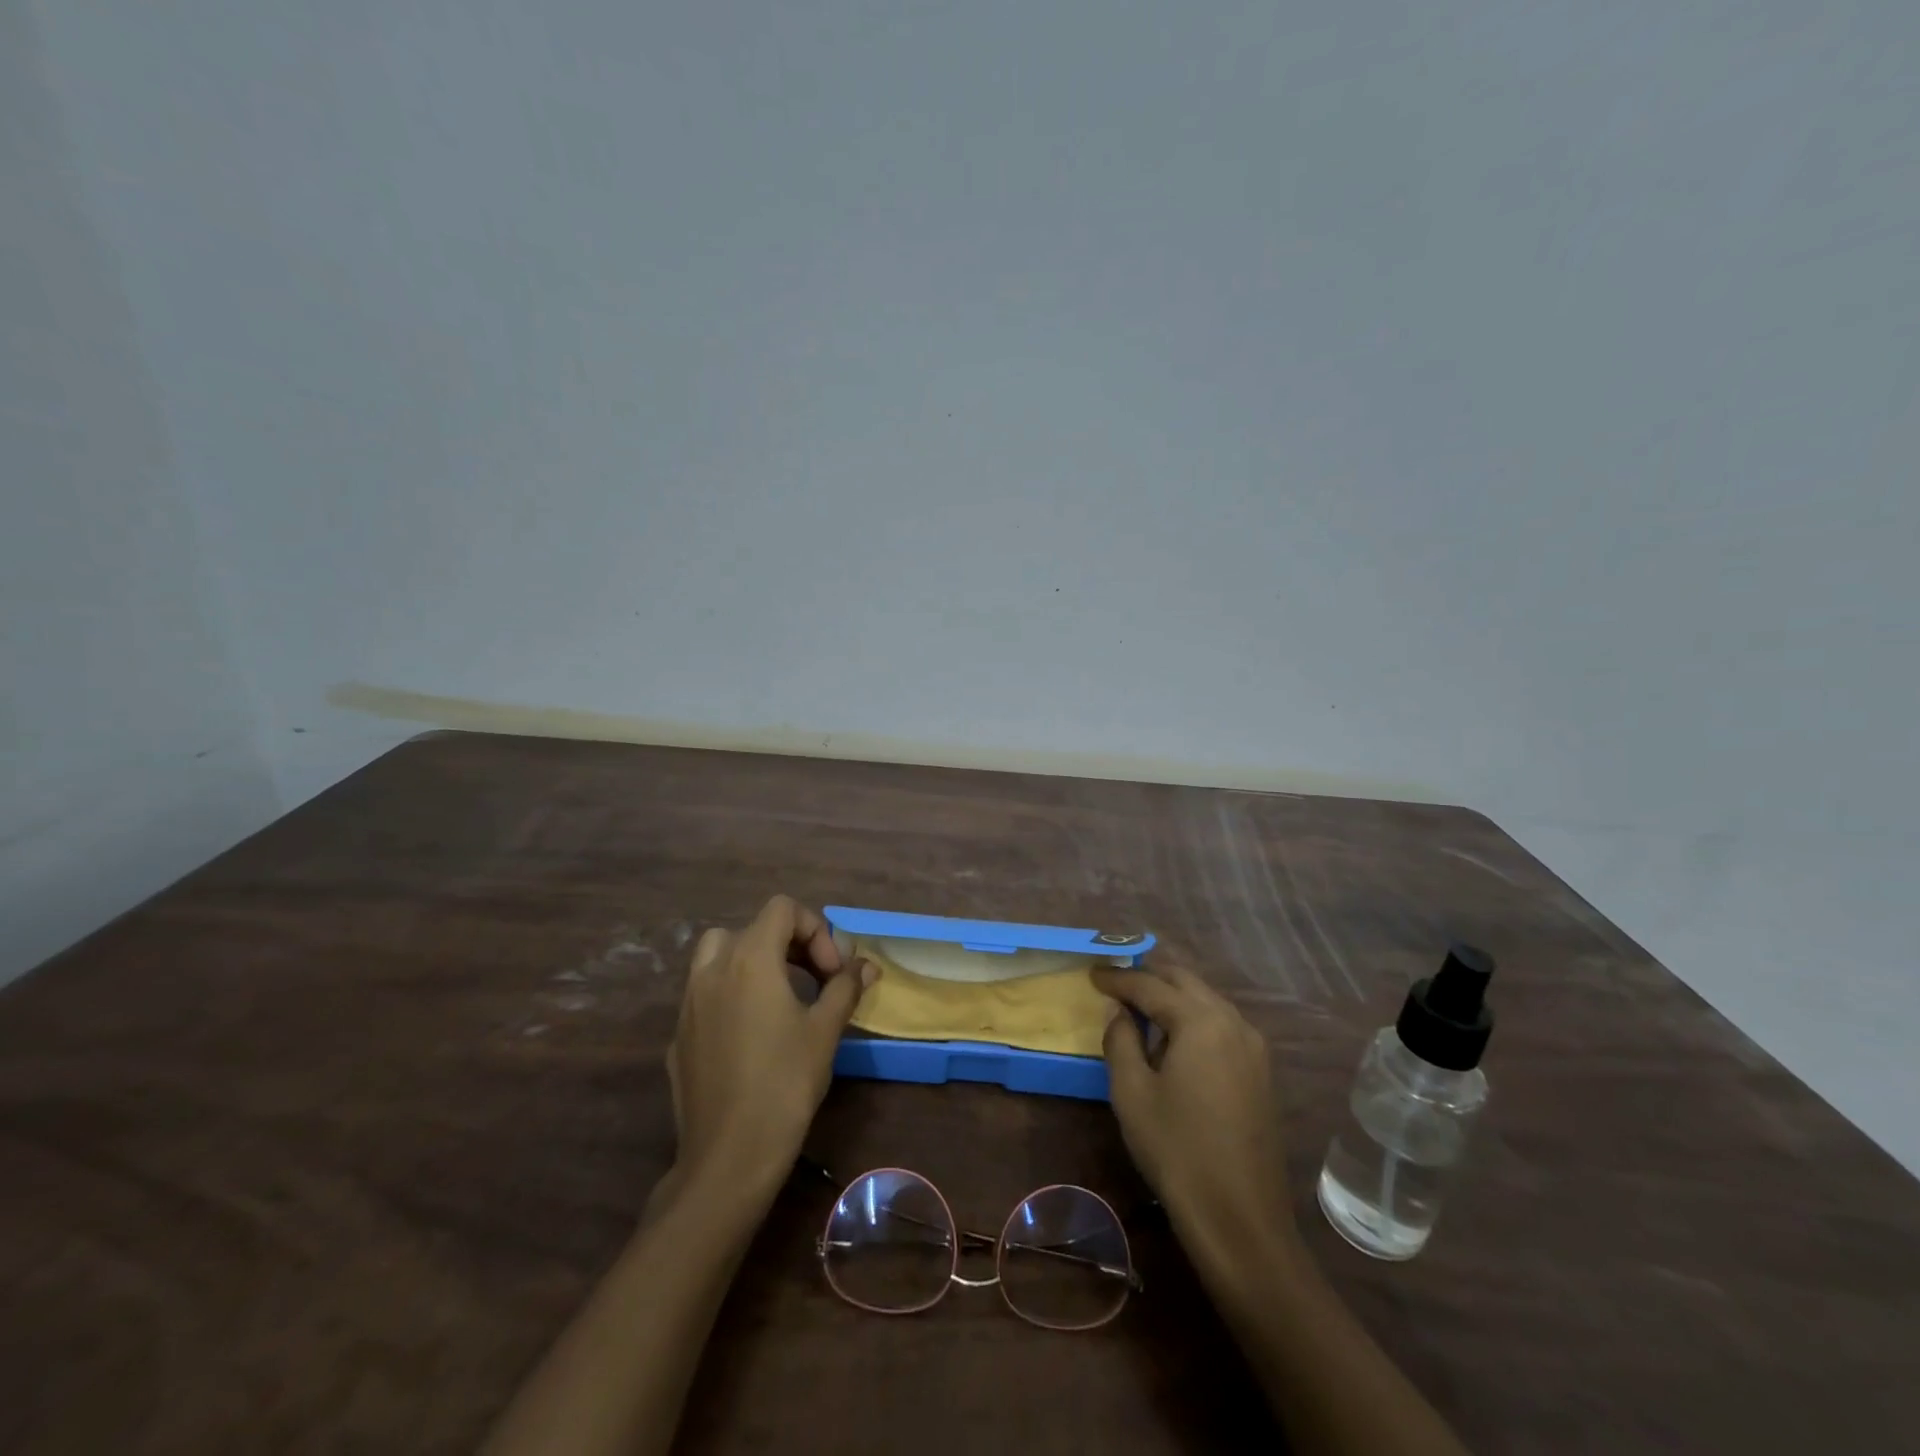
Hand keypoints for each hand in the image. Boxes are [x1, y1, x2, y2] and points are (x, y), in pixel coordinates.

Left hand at [663, 896, 872, 1204]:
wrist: (729, 1156)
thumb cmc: (785, 1083)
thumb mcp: (825, 1030)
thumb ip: (844, 987)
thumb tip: (866, 965)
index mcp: (750, 959)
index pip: (783, 909)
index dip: (815, 930)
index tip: (832, 972)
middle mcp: (712, 970)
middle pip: (752, 928)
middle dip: (789, 944)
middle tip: (816, 979)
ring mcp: (689, 1003)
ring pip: (719, 955)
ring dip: (753, 961)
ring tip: (781, 995)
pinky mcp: (679, 1036)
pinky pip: (706, 995)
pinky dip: (732, 995)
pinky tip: (752, 1035)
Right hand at [1094, 960, 1296, 1260]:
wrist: (1240, 1219)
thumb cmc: (1176, 1150)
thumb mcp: (1132, 1091)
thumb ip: (1120, 1038)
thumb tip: (1118, 1010)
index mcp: (1201, 1021)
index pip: (1151, 985)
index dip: (1118, 978)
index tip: (1093, 973)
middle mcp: (1233, 1022)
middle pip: (1185, 982)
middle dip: (1149, 978)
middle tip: (1116, 985)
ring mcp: (1253, 1047)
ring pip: (1206, 1001)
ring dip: (1173, 998)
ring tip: (1140, 1010)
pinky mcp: (1260, 1072)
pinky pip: (1221, 1025)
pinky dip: (1193, 1019)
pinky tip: (1174, 1040)